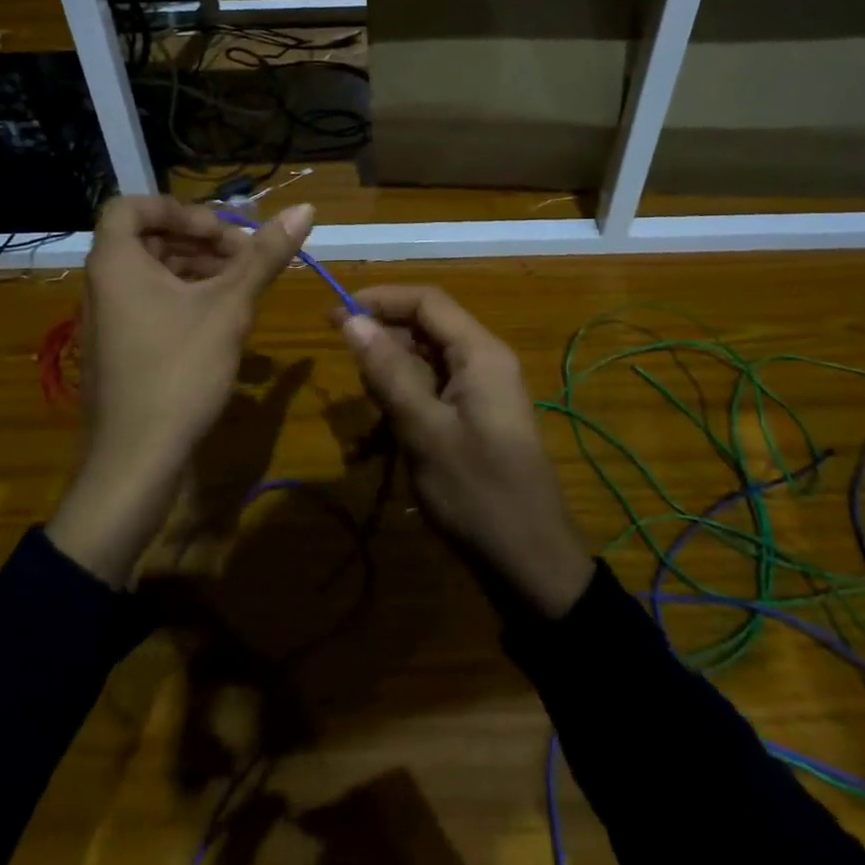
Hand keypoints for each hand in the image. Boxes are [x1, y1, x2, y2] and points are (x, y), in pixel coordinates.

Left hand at [46, 196, 313, 585]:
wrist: (135, 461)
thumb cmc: (179, 371)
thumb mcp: (230, 307)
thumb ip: (265, 256)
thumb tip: (306, 208)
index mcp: (116, 263)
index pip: (132, 206)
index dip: (180, 209)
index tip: (222, 230)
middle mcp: (104, 284)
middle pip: (150, 239)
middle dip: (202, 241)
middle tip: (248, 257)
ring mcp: (110, 318)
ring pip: (154, 273)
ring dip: (200, 269)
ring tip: (245, 286)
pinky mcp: (122, 347)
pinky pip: (152, 302)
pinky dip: (188, 297)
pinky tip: (226, 318)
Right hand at [337, 286, 593, 619]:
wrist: (529, 564)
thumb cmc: (477, 493)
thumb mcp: (423, 430)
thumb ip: (388, 371)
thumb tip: (351, 320)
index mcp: (480, 353)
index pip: (427, 301)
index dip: (380, 300)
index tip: (335, 315)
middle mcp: (482, 363)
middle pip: (423, 331)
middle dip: (381, 348)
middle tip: (344, 374)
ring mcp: (478, 394)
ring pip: (421, 368)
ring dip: (386, 388)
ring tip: (363, 429)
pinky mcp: (471, 422)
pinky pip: (429, 399)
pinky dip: (400, 415)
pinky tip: (372, 451)